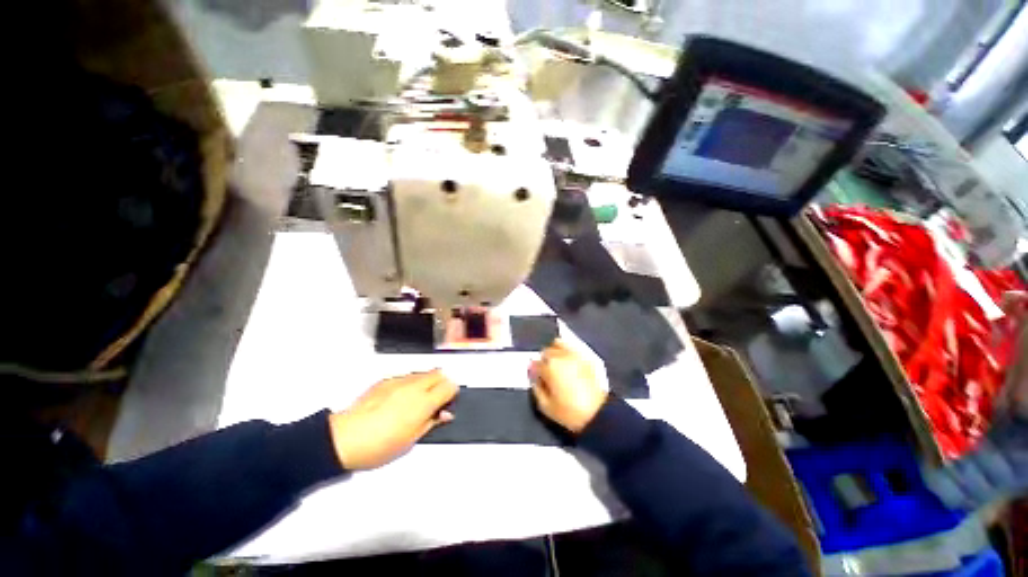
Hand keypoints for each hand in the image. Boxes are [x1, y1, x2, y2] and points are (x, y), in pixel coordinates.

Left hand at [329, 370, 457, 469]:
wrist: (345, 439)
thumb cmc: (378, 445)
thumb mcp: (412, 440)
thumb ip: (432, 422)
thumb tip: (444, 414)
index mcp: (424, 402)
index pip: (449, 386)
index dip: (452, 393)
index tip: (448, 402)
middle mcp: (414, 386)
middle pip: (439, 373)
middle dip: (441, 383)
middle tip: (436, 400)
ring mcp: (399, 381)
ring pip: (423, 373)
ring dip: (426, 382)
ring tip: (416, 401)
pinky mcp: (385, 381)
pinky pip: (405, 377)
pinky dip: (409, 384)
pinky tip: (399, 400)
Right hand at [530, 341, 606, 433]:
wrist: (599, 414)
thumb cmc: (571, 412)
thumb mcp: (546, 407)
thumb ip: (536, 389)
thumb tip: (534, 379)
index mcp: (550, 367)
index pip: (535, 363)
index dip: (533, 371)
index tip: (535, 377)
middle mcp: (561, 357)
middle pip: (546, 351)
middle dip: (543, 360)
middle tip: (545, 371)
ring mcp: (575, 355)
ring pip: (558, 343)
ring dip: (555, 351)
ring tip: (556, 362)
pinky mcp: (587, 357)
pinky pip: (572, 347)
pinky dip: (567, 350)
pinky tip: (568, 360)